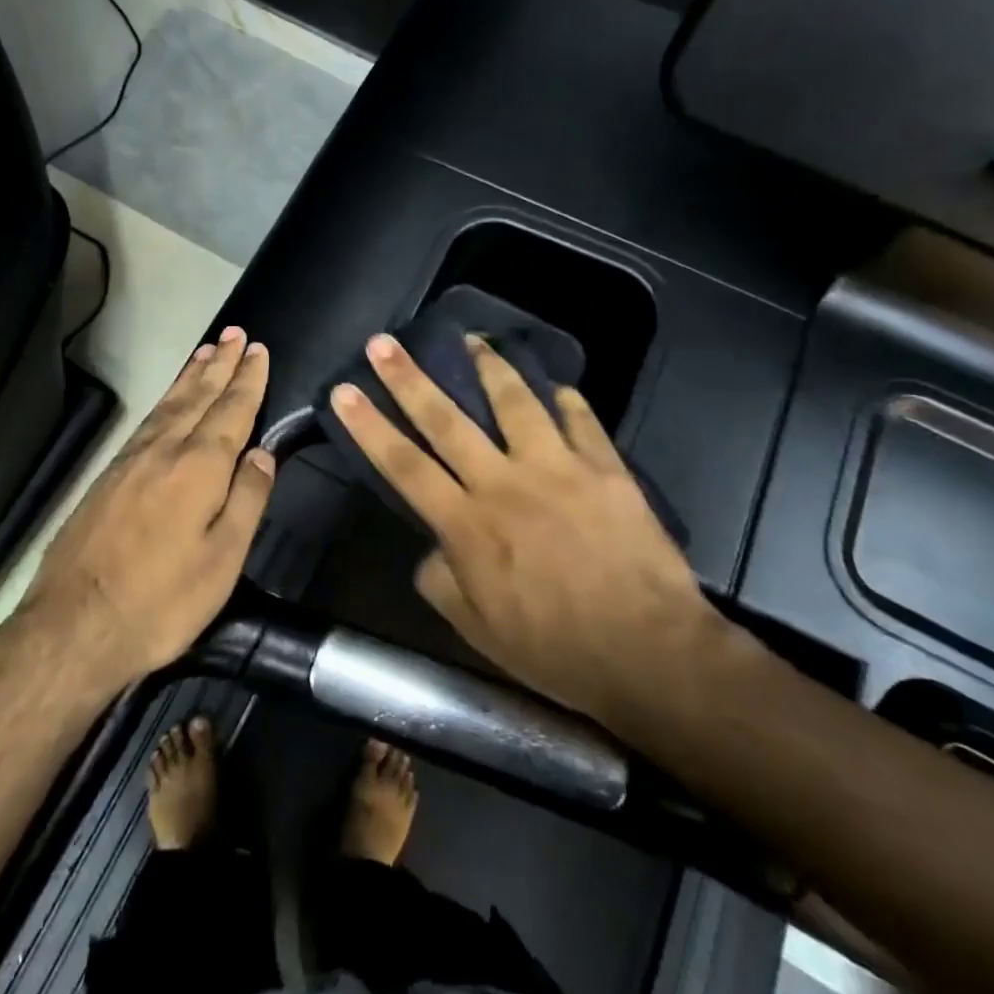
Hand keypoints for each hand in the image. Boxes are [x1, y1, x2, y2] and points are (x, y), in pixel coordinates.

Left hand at [25, 327, 274, 690]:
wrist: (73, 626)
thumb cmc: (161, 600)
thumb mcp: (222, 560)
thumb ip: (248, 499)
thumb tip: (264, 453)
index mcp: (199, 467)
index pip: (232, 411)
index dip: (248, 380)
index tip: (258, 350)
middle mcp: (164, 450)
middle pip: (198, 396)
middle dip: (220, 364)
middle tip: (235, 334)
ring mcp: (130, 461)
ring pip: (168, 404)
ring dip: (191, 375)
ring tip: (207, 352)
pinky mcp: (107, 476)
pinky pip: (147, 421)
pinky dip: (165, 400)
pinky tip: (168, 402)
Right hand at [328, 333, 737, 739]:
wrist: (649, 652)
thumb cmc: (556, 648)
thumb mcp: (478, 631)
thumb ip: (441, 582)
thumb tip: (430, 548)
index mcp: (468, 524)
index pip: (404, 465)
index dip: (369, 426)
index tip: (344, 390)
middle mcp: (504, 483)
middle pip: (446, 420)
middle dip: (408, 378)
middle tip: (383, 342)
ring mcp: (557, 468)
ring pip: (515, 401)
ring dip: (488, 366)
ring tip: (472, 340)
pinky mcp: (604, 467)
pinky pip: (580, 420)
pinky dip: (566, 400)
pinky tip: (556, 386)